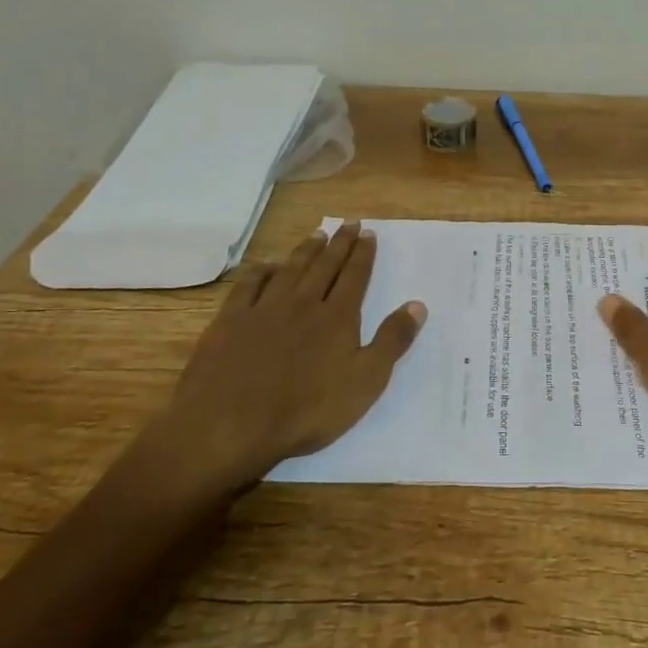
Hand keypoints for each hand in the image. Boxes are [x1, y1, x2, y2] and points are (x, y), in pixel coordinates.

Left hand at [131, 222, 426, 496]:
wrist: (230, 425)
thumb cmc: (307, 411)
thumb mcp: (366, 382)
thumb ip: (392, 341)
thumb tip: (417, 304)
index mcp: (337, 318)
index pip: (355, 277)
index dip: (363, 254)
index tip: (368, 233)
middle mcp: (303, 304)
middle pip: (325, 266)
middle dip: (339, 244)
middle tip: (348, 223)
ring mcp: (264, 310)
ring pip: (290, 270)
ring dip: (305, 251)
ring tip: (317, 235)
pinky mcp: (230, 322)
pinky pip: (248, 286)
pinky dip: (261, 271)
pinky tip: (267, 264)